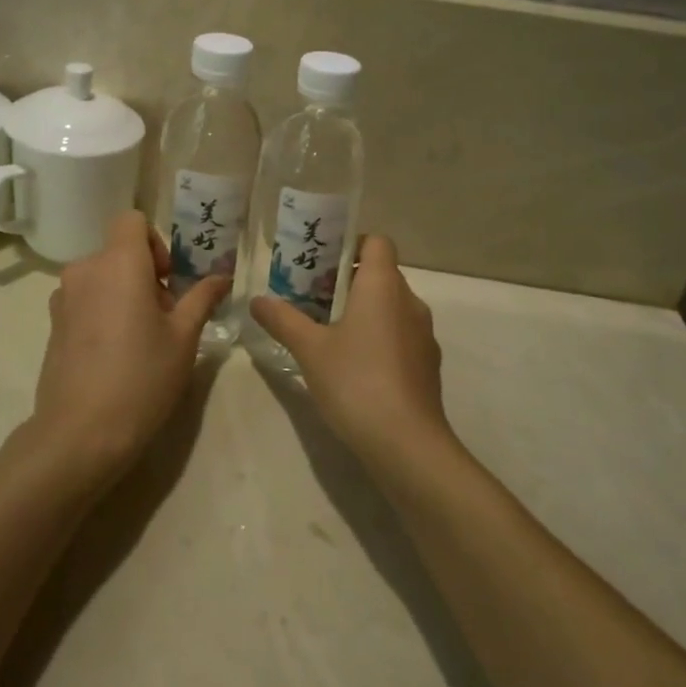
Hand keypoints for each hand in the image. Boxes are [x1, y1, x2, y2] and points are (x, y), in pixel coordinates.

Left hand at [30, 211, 229, 488]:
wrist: (81, 433)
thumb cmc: (142, 377)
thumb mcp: (184, 337)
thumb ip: (202, 298)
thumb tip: (222, 276)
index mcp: (118, 263)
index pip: (132, 220)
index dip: (155, 241)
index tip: (169, 279)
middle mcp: (85, 270)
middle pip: (118, 251)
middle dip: (145, 273)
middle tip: (166, 316)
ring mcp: (63, 298)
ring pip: (101, 277)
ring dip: (123, 293)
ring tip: (141, 338)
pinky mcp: (53, 325)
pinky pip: (85, 300)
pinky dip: (103, 311)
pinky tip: (115, 354)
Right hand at [251, 235, 451, 470]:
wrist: (407, 444)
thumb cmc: (356, 381)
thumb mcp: (309, 349)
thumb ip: (283, 319)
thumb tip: (257, 300)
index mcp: (383, 285)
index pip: (378, 242)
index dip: (352, 244)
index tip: (323, 263)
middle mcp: (410, 301)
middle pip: (382, 274)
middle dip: (348, 281)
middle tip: (313, 298)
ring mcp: (424, 334)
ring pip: (392, 307)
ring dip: (364, 311)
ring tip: (329, 332)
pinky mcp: (428, 364)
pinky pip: (401, 335)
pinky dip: (379, 338)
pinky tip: (354, 366)